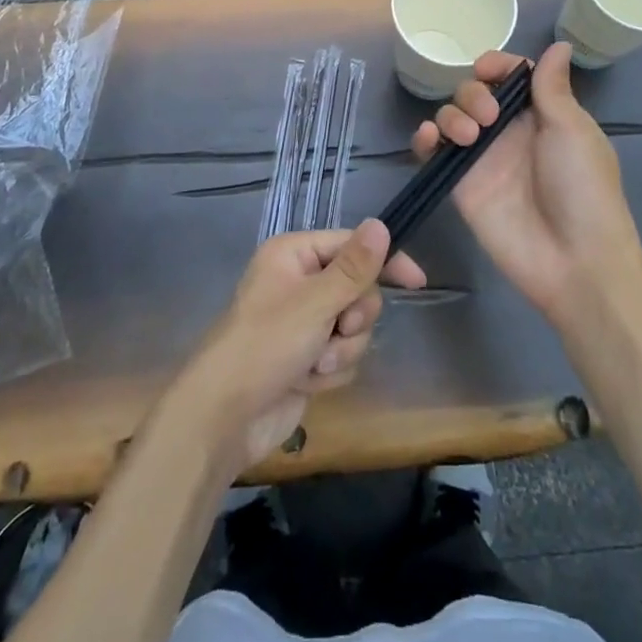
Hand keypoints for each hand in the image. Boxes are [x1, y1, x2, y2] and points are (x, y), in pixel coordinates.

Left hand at [175, 220, 426, 470]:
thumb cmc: (266, 344)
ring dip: (341, 350)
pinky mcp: (307, 358)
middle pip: (357, 289)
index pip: (352, 245)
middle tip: (337, 330)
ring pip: (353, 327)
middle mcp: (300, 282)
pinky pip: (342, 355)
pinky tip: (306, 382)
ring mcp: (303, 322)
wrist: (225, 417)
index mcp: (294, 254)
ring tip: (313, 364)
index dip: (384, 261)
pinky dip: (330, 371)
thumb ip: (354, 267)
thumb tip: (381, 224)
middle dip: (353, 318)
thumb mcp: (315, 302)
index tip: (416, 282)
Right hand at [411, 43, 641, 320]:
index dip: (497, 65)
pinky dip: (423, 138)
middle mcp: (509, 131)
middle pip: (475, 91)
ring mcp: (482, 157)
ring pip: (451, 116)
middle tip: (487, 116)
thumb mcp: (574, 131)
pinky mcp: (460, 183)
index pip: (511, 75)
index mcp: (541, 114)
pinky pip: (432, 151)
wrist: (574, 261)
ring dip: (451, 114)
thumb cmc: (583, 190)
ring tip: (467, 137)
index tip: (488, 69)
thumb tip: (558, 45)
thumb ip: (553, 88)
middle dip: (473, 92)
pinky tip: (428, 139)